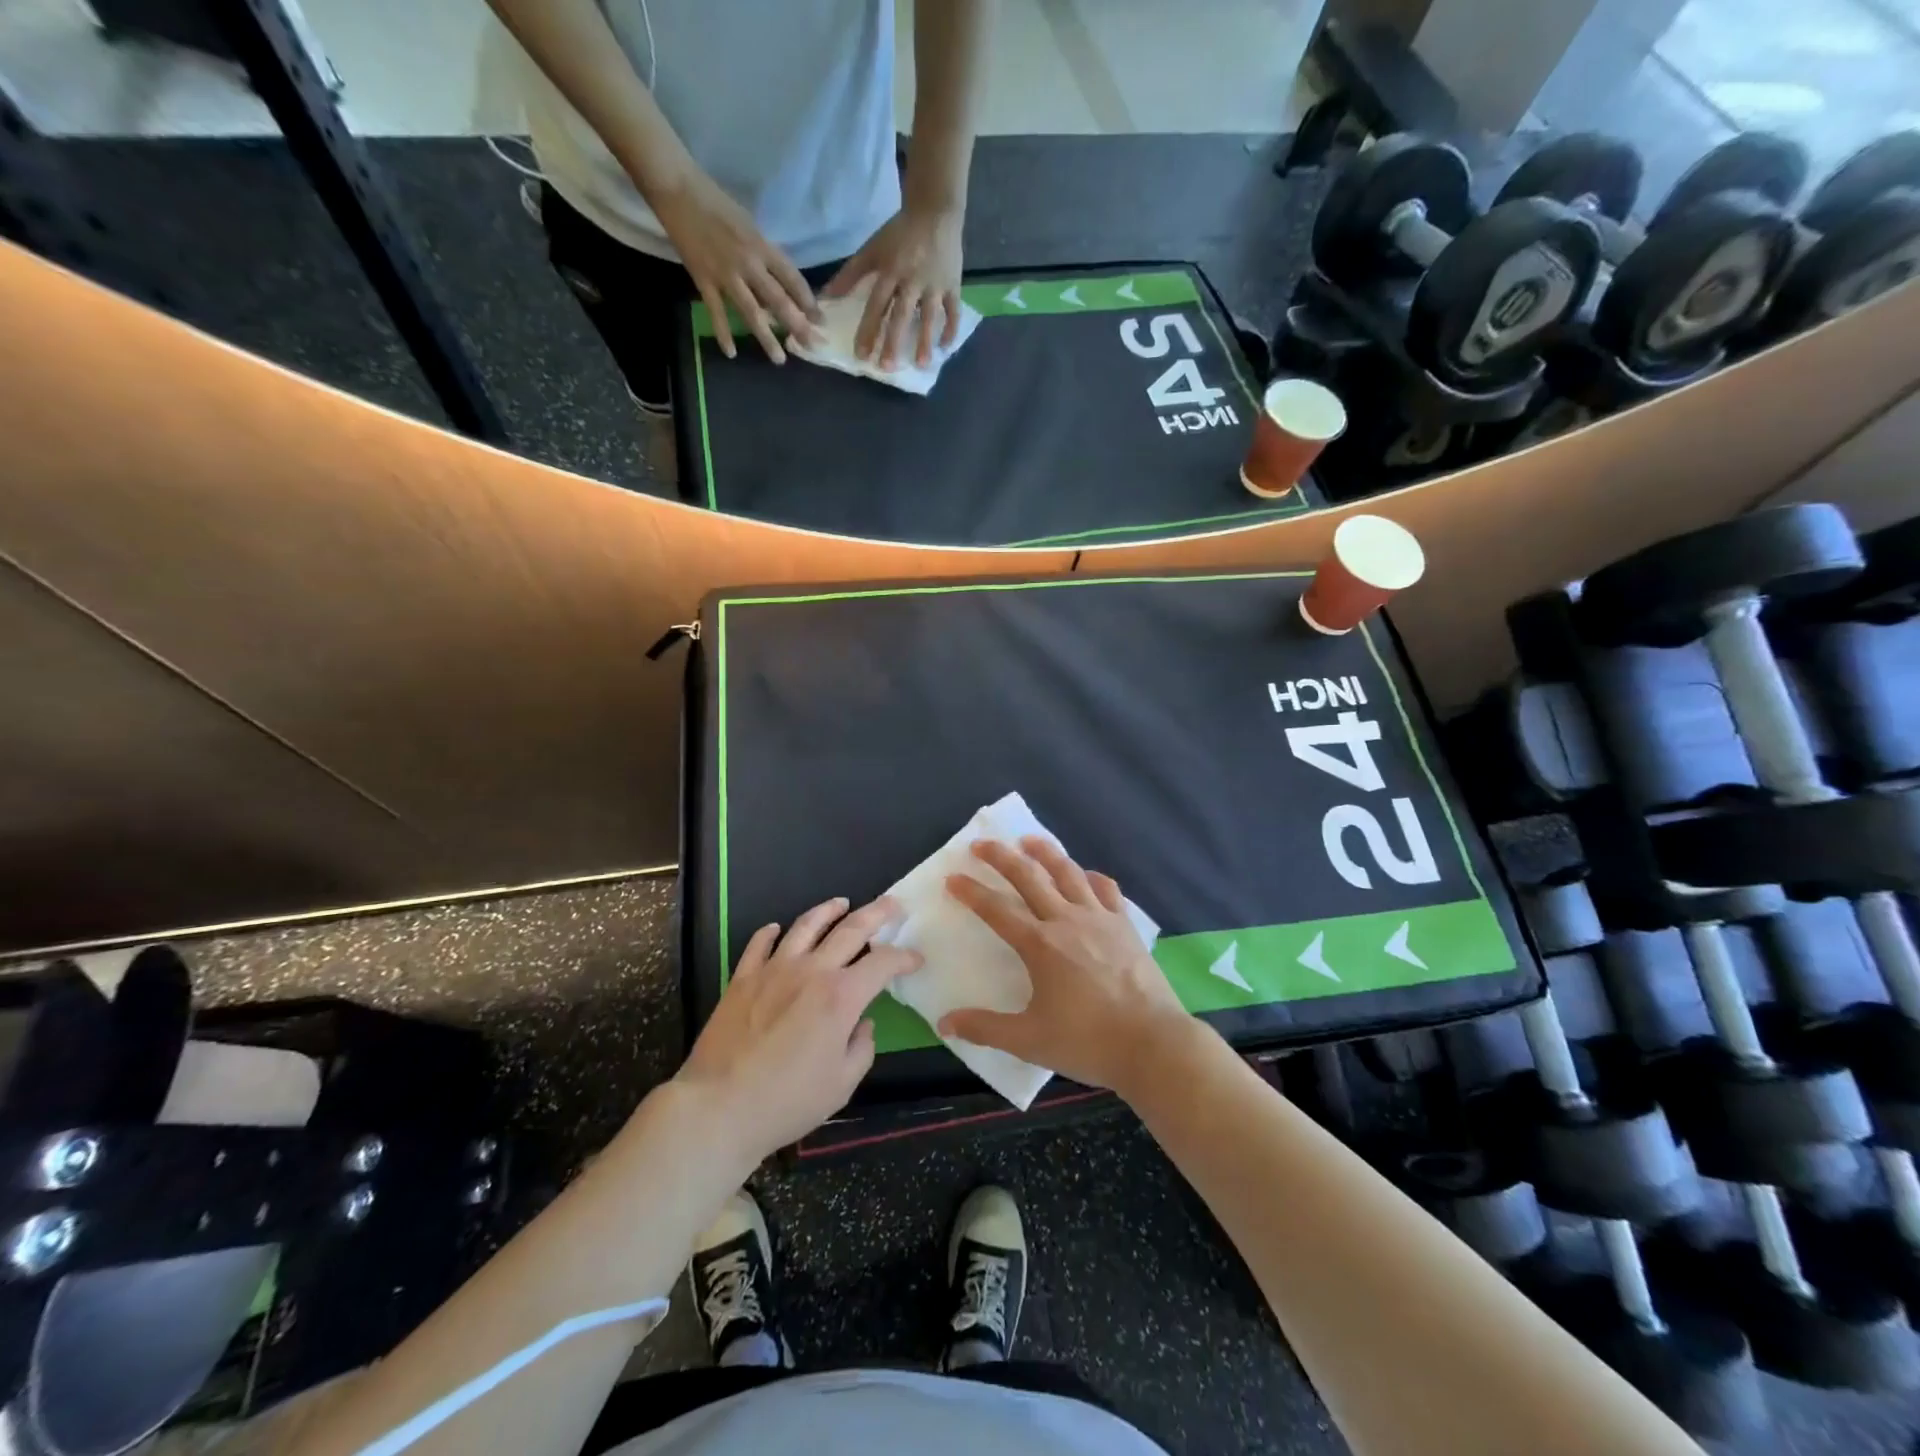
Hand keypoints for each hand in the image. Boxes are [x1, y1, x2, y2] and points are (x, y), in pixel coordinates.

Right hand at [650, 167, 819, 362]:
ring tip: (780, 359)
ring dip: (767, 338)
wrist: (677, 188)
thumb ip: (763, 254)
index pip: (793, 280)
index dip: (808, 302)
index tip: (820, 321)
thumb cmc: (715, 201)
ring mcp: (726, 274)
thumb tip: (775, 283)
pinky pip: (717, 313)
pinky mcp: (703, 280)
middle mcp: (749, 263)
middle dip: (798, 326)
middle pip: (779, 301)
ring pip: (752, 313)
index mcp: (762, 246)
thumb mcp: (749, 225)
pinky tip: (731, 353)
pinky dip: (723, 333)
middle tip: (812, 347)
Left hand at [677, 897, 918, 1160]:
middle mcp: (811, 971)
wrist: (719, 1107)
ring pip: (806, 925)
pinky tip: (777, 929)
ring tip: (841, 903)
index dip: (903, 957)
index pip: (882, 962)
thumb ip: (862, 1048)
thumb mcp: (842, 1085)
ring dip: (828, 910)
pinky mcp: (743, 978)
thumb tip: (861, 1024)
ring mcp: (774, 969)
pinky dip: (771, 932)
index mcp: (841, 996)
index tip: (915, 959)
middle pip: (850, 929)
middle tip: (891, 904)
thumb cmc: (788, 1101)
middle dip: (876, 913)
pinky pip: (759, 943)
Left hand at [823, 205, 963, 368]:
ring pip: (930, 316)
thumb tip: (826, 298)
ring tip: (921, 364)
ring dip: (924, 340)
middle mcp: (912, 279)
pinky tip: (944, 348)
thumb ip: (850, 274)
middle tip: (887, 367)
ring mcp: (935, 283)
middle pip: (901, 314)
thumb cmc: (900, 233)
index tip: (862, 355)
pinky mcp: (953, 284)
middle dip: (894, 341)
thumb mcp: (872, 249)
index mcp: (891, 270)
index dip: (869, 329)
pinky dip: (951, 328)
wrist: (936, 210)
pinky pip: (953, 310)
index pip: (877, 304)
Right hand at [938, 839, 1191, 1098]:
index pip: (996, 910)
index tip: (953, 878)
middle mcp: (1066, 920)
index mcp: (1039, 945)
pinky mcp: (1124, 925)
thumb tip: (945, 1024)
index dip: (971, 892)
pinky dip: (1090, 877)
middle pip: (1029, 877)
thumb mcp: (1029, 1040)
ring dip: (1045, 852)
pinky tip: (1085, 875)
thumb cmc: (1087, 1042)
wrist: (1152, 1043)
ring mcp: (1099, 918)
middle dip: (1001, 857)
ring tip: (1029, 840)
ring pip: (1067, 872)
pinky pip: (1105, 889)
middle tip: (982, 843)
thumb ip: (985, 1028)